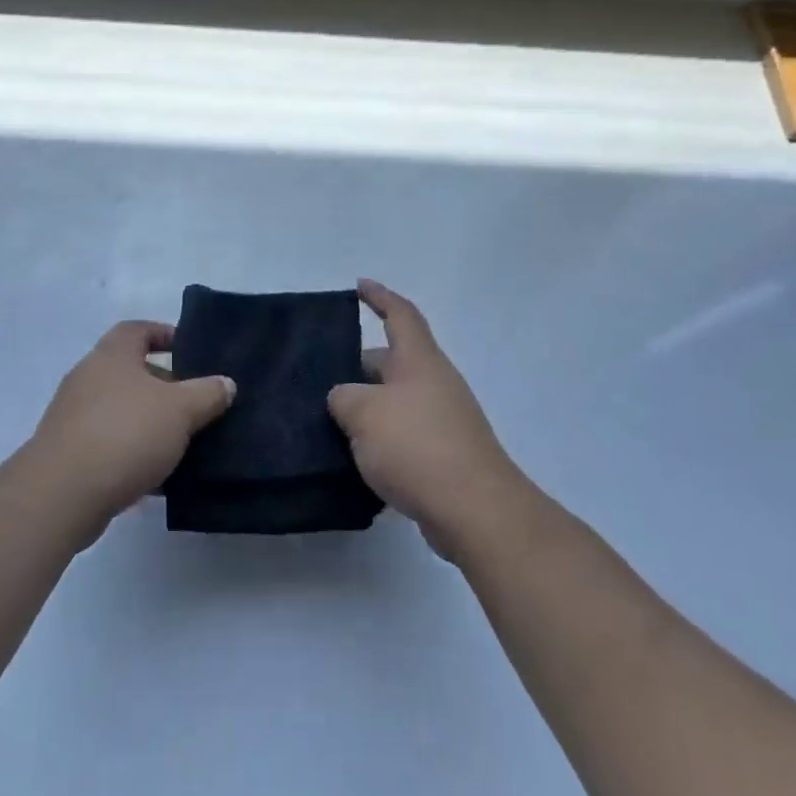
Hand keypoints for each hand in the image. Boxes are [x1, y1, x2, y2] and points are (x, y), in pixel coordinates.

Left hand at [21, 321, 234, 545]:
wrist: (61, 495)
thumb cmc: (125, 434)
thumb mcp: (180, 410)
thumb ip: (207, 393)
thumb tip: (226, 383)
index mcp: (112, 355)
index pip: (138, 329)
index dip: (165, 334)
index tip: (191, 352)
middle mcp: (88, 377)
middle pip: (131, 371)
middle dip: (164, 385)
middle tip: (195, 403)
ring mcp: (73, 416)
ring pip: (121, 410)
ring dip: (149, 423)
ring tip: (182, 442)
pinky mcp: (68, 453)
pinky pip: (109, 444)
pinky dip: (132, 454)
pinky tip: (156, 477)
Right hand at [328, 280, 530, 561]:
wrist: (474, 510)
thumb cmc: (416, 445)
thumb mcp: (363, 413)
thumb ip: (343, 397)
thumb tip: (343, 399)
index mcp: (419, 360)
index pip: (399, 313)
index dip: (379, 296)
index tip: (358, 285)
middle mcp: (434, 382)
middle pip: (392, 362)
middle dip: (358, 367)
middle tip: (321, 378)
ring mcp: (443, 420)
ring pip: (395, 402)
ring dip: (368, 409)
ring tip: (329, 421)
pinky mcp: (444, 456)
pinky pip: (404, 437)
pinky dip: (381, 442)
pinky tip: (355, 461)